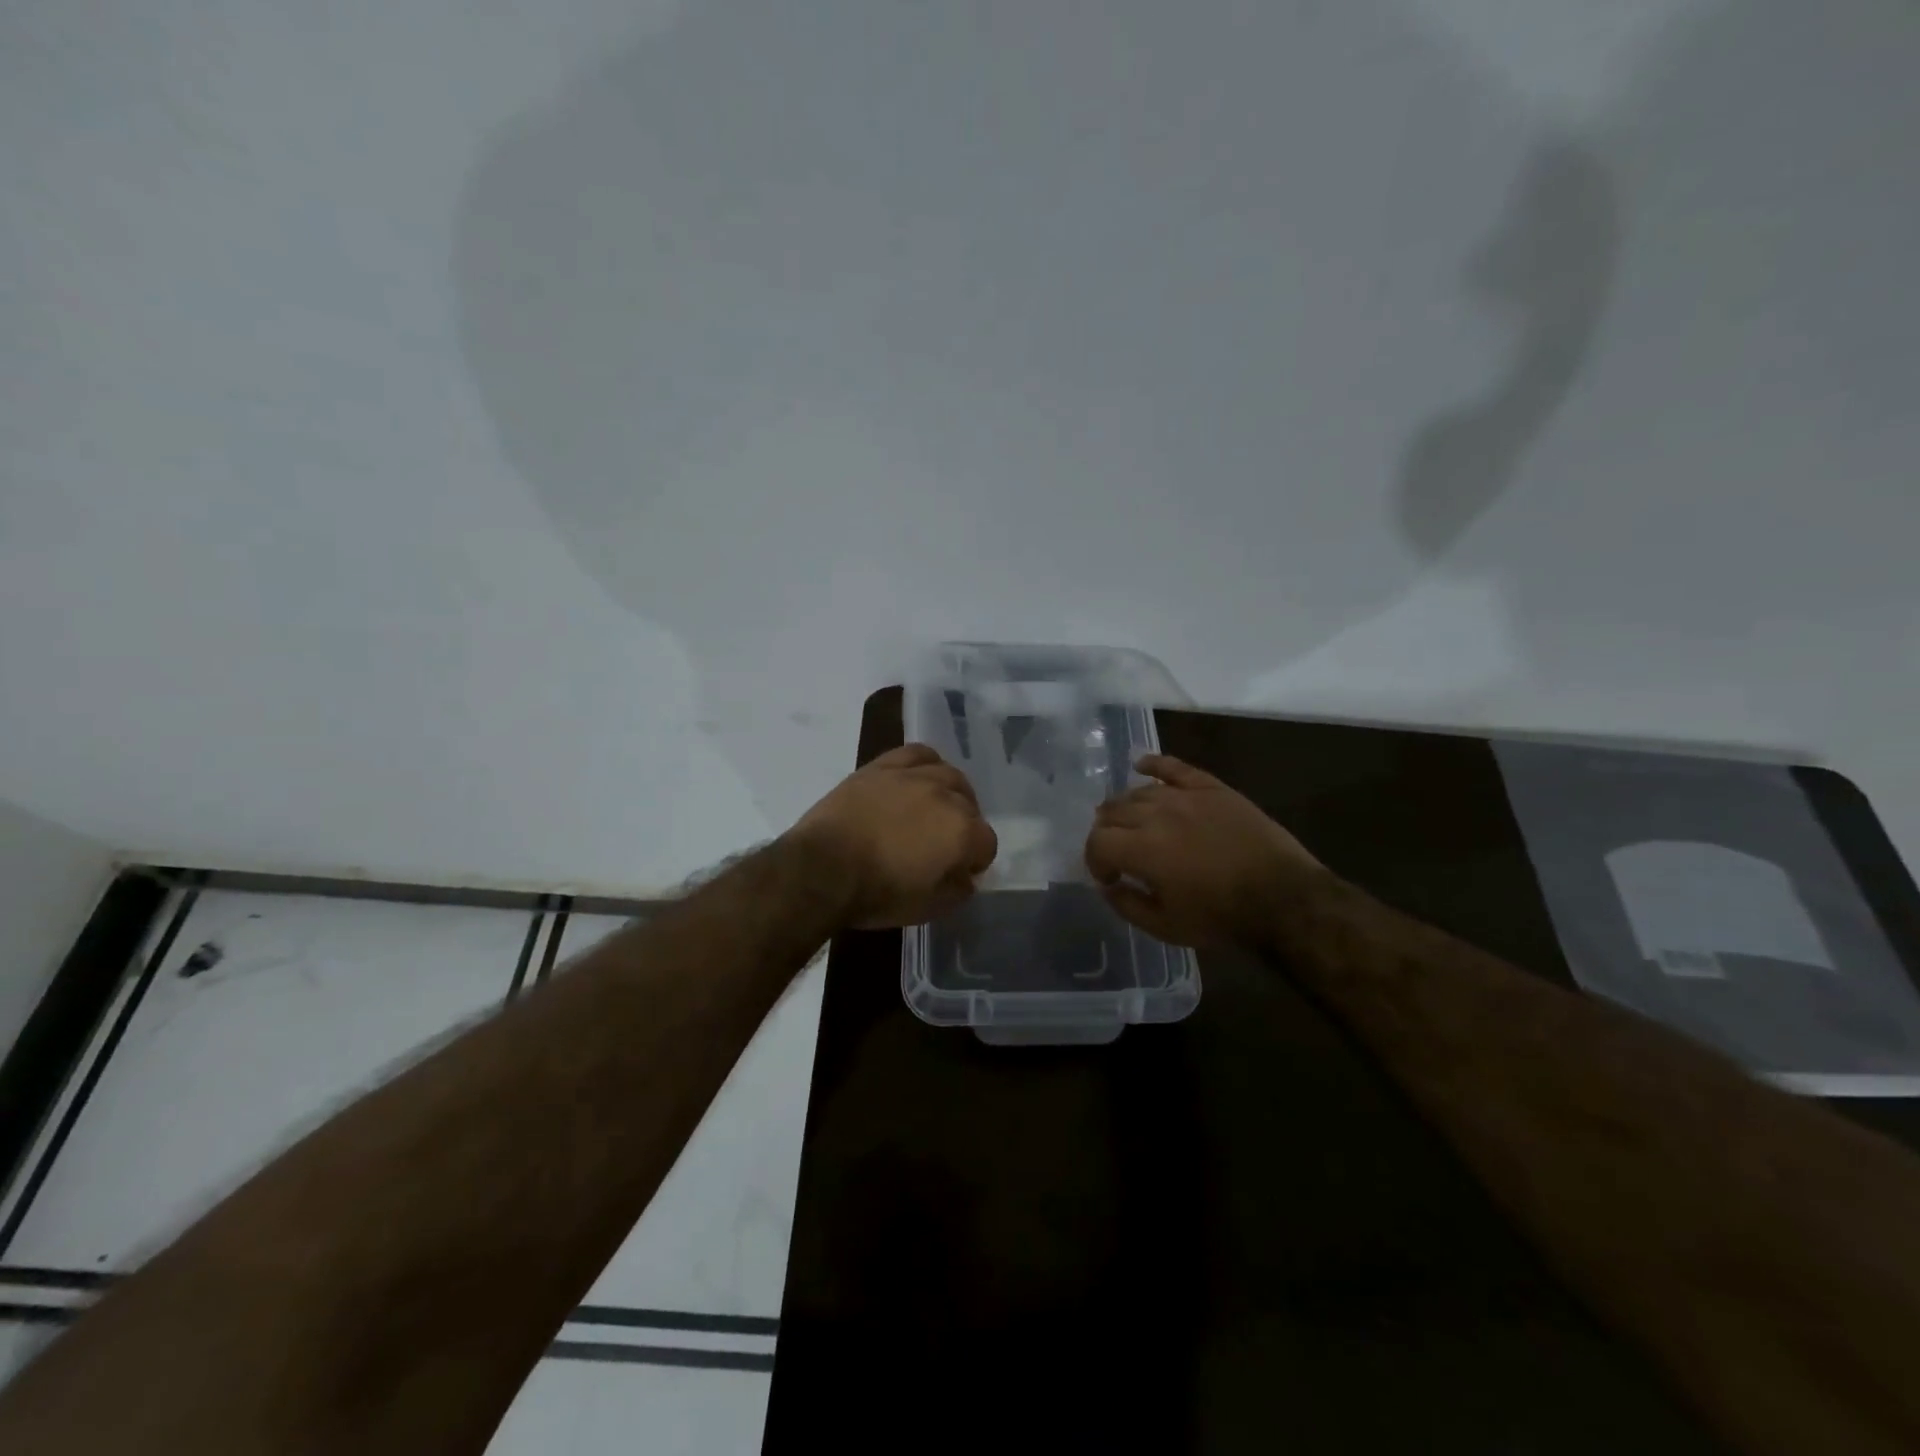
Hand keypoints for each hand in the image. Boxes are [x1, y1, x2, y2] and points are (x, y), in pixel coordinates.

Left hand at [789, 744, 998, 928]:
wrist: (822, 869)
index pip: (986, 843)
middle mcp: (945, 795)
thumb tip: (966, 877)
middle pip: (970, 806)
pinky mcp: (883, 766)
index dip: (975, 860)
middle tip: (943, 845)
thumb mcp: (927, 908)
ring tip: (934, 809)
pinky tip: (918, 778)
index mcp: (961, 831)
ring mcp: (913, 776)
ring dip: (950, 793)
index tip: (958, 872)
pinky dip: (925, 764)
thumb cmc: (877, 894)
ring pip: (948, 775)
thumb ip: (958, 890)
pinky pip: (916, 754)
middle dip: (963, 827)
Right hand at [1084, 755, 1320, 949]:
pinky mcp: (1211, 788)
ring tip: (1130, 822)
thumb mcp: (1166, 927)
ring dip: (1125, 806)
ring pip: (1139, 791)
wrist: (1283, 898)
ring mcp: (1185, 796)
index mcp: (1142, 849)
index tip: (1108, 877)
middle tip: (1117, 851)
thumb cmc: (1221, 918)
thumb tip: (1108, 886)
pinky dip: (1154, 764)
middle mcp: (1157, 814)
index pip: (1097, 842)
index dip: (1095, 860)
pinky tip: (1141, 766)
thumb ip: (1127, 905)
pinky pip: (1174, 767)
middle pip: (1113, 812)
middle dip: (1106, 833)